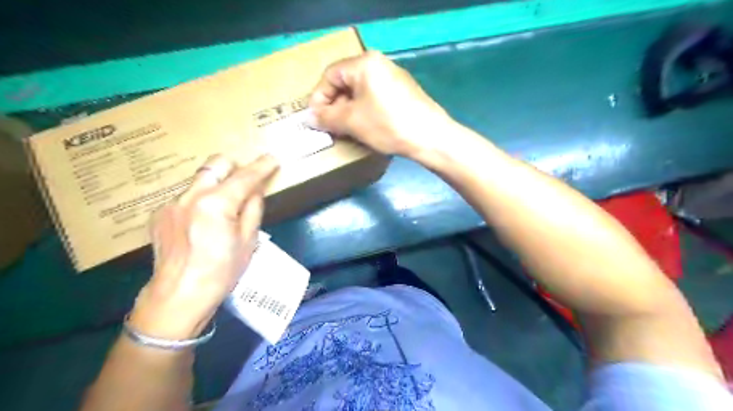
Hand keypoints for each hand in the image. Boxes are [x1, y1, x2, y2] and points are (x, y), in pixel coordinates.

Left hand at [127, 155, 279, 339]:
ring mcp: (171, 203)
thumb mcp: (248, 240)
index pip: (245, 177)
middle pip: (215, 164)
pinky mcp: (159, 213)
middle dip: (234, 167)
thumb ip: (253, 208)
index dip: (262, 166)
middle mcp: (190, 196)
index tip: (272, 159)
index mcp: (216, 204)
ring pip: (200, 180)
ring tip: (224, 207)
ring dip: (216, 185)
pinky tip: (202, 222)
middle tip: (246, 182)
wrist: (178, 295)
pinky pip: (186, 197)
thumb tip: (255, 190)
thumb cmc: (221, 271)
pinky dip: (200, 201)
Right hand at [307, 50, 449, 158]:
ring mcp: (394, 78)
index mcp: (365, 63)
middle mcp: (380, 64)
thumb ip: (326, 117)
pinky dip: (365, 111)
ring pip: (360, 92)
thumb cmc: (388, 125)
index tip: (316, 119)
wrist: (430, 137)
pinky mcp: (403, 92)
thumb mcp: (352, 121)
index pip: (330, 75)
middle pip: (346, 82)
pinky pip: (375, 98)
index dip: (319, 97)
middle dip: (334, 105)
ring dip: (349, 111)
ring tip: (345, 130)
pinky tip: (366, 128)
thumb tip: (309, 118)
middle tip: (330, 126)